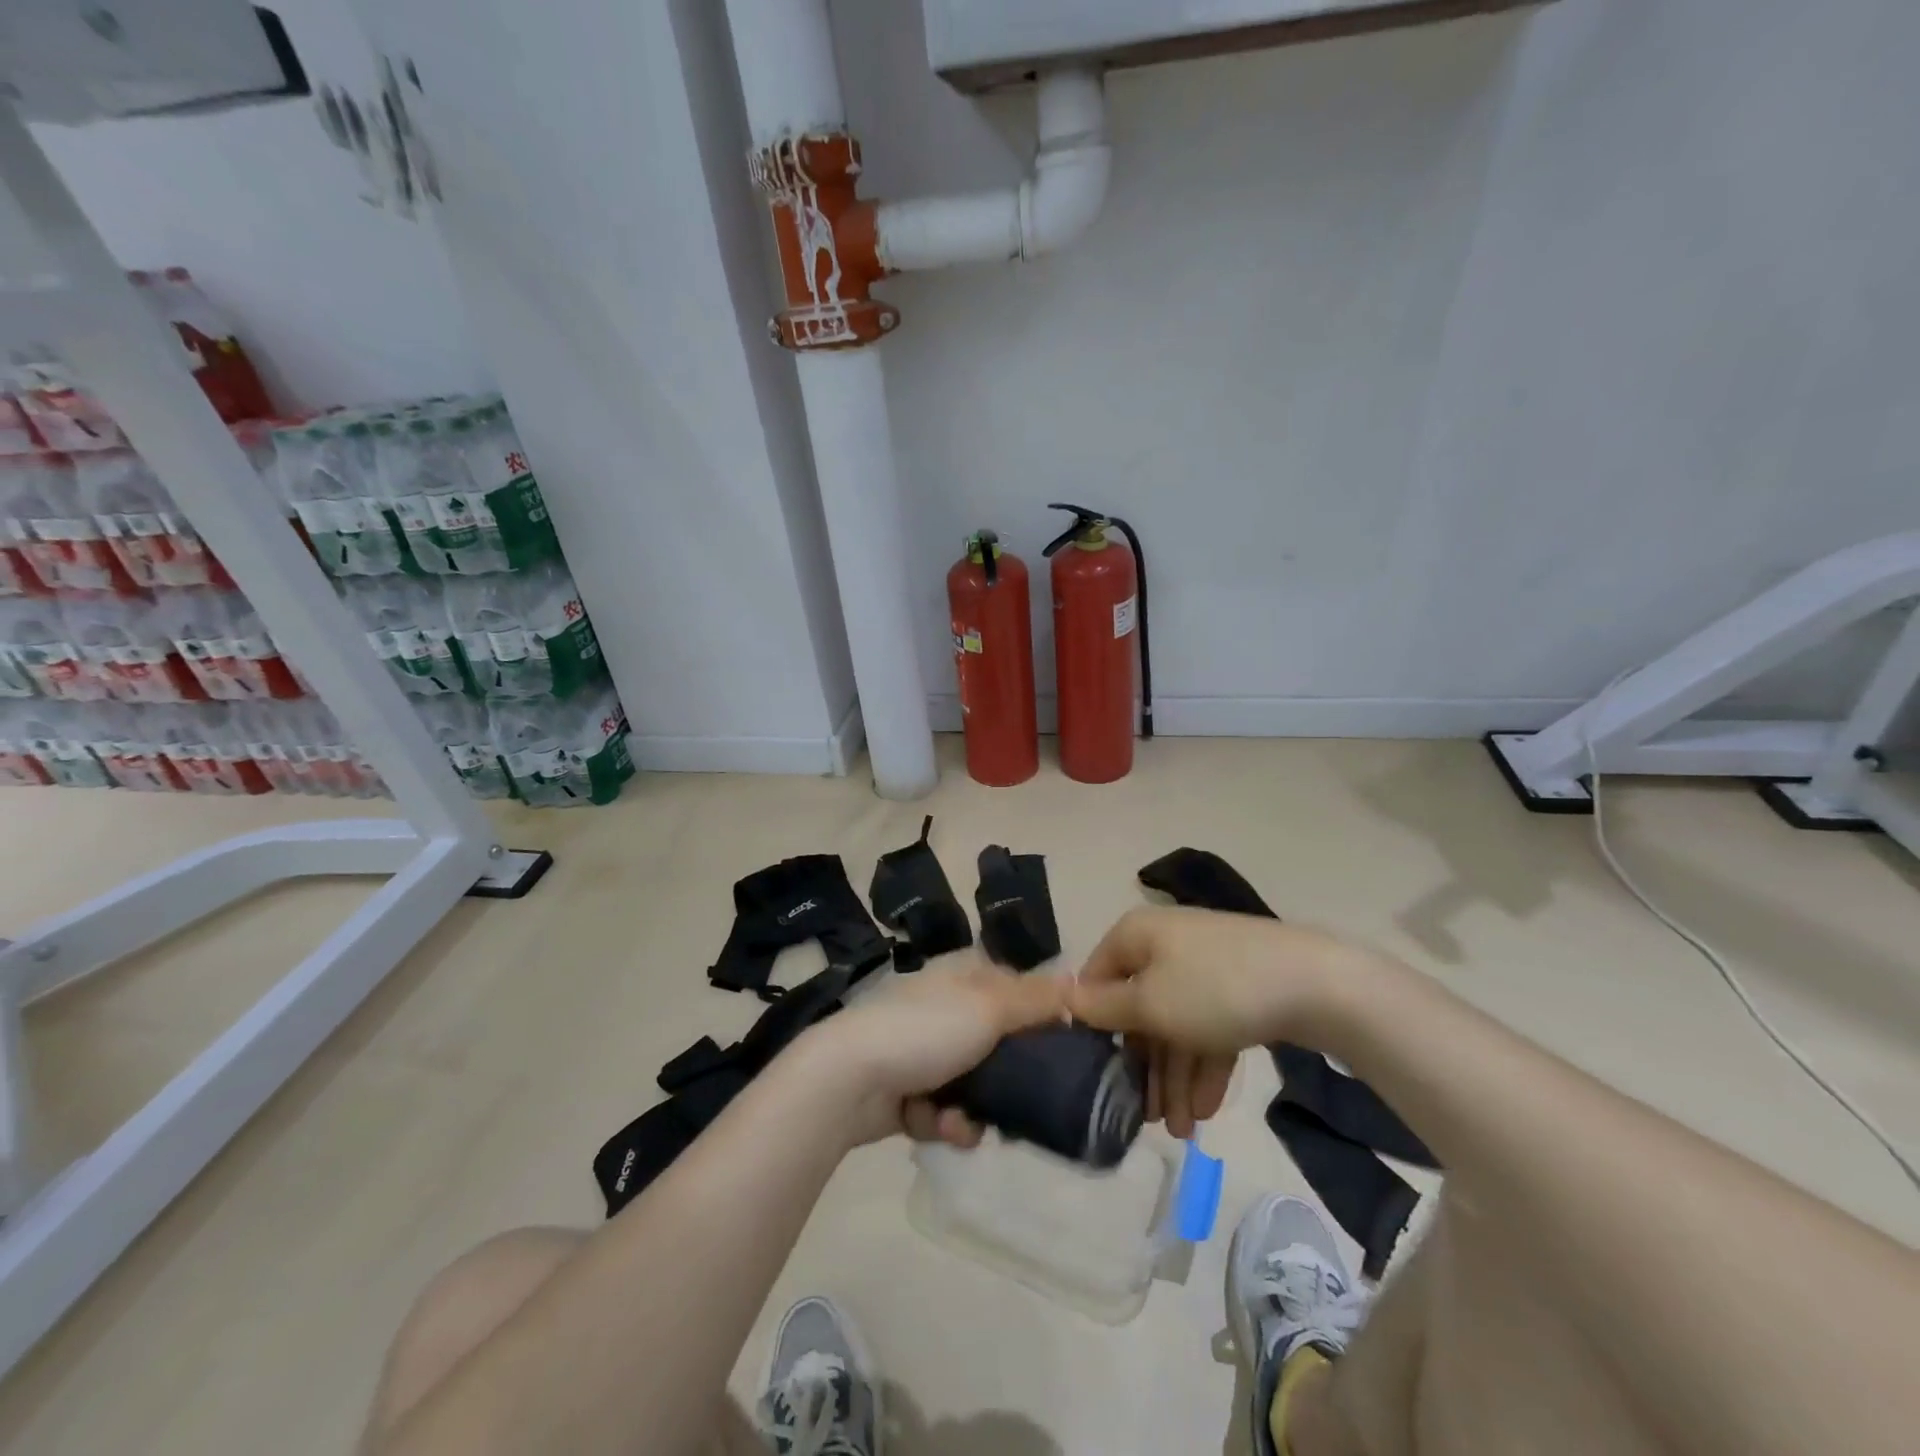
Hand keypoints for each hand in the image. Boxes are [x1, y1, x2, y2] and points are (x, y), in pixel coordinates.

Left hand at [803, 959, 1071, 1147]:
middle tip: (1023, 1102)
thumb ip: (1035, 1000)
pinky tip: (936, 1126)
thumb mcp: (989, 1008)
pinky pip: (941, 1108)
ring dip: (972, 1109)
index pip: (1014, 989)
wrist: (848, 1078)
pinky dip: (941, 1120)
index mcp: (961, 976)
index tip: (1059, 1048)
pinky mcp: (903, 1089)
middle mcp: (942, 1007)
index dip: (1037, 1017)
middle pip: (995, 1042)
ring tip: (963, 1123)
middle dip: (1006, 1078)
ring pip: (971, 1083)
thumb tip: (1076, 983)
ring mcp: (920, 1049)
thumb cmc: (925, 1031)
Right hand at [1066, 906, 1357, 1138]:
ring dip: (1176, 1077)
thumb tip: (1062, 996)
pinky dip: (1206, 1065)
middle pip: (1141, 1008)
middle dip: (1145, 1066)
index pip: (1097, 978)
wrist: (1315, 983)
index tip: (1096, 1073)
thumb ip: (1102, 1007)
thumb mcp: (1149, 1004)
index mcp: (1137, 936)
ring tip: (1182, 1131)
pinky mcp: (1240, 988)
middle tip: (1146, 1117)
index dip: (1093, 1025)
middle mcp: (1166, 945)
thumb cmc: (1214, 989)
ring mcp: (1206, 966)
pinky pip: (1210, 1026)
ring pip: (1178, 1024)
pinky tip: (1208, 1111)